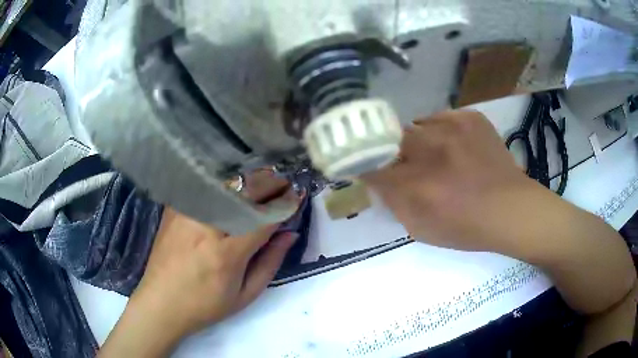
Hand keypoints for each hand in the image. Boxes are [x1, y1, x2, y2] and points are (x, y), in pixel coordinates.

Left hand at [99, 170, 301, 356]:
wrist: (161, 303)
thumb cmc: (205, 306)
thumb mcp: (245, 295)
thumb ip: (271, 262)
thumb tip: (290, 234)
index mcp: (227, 253)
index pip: (265, 217)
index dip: (286, 203)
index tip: (299, 195)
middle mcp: (206, 227)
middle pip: (245, 192)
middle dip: (271, 182)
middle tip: (285, 183)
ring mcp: (187, 213)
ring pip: (225, 184)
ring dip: (250, 179)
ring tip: (264, 181)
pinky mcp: (175, 209)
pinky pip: (204, 186)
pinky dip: (224, 182)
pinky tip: (234, 185)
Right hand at [364, 110, 635, 316]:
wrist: (514, 210)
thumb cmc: (469, 229)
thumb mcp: (423, 229)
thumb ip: (395, 203)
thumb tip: (379, 180)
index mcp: (417, 184)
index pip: (370, 166)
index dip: (360, 164)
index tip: (358, 164)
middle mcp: (431, 149)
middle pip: (388, 137)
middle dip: (386, 149)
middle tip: (397, 160)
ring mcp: (454, 127)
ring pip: (416, 124)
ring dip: (416, 140)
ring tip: (432, 154)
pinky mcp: (471, 117)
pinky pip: (441, 118)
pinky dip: (440, 131)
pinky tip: (453, 147)